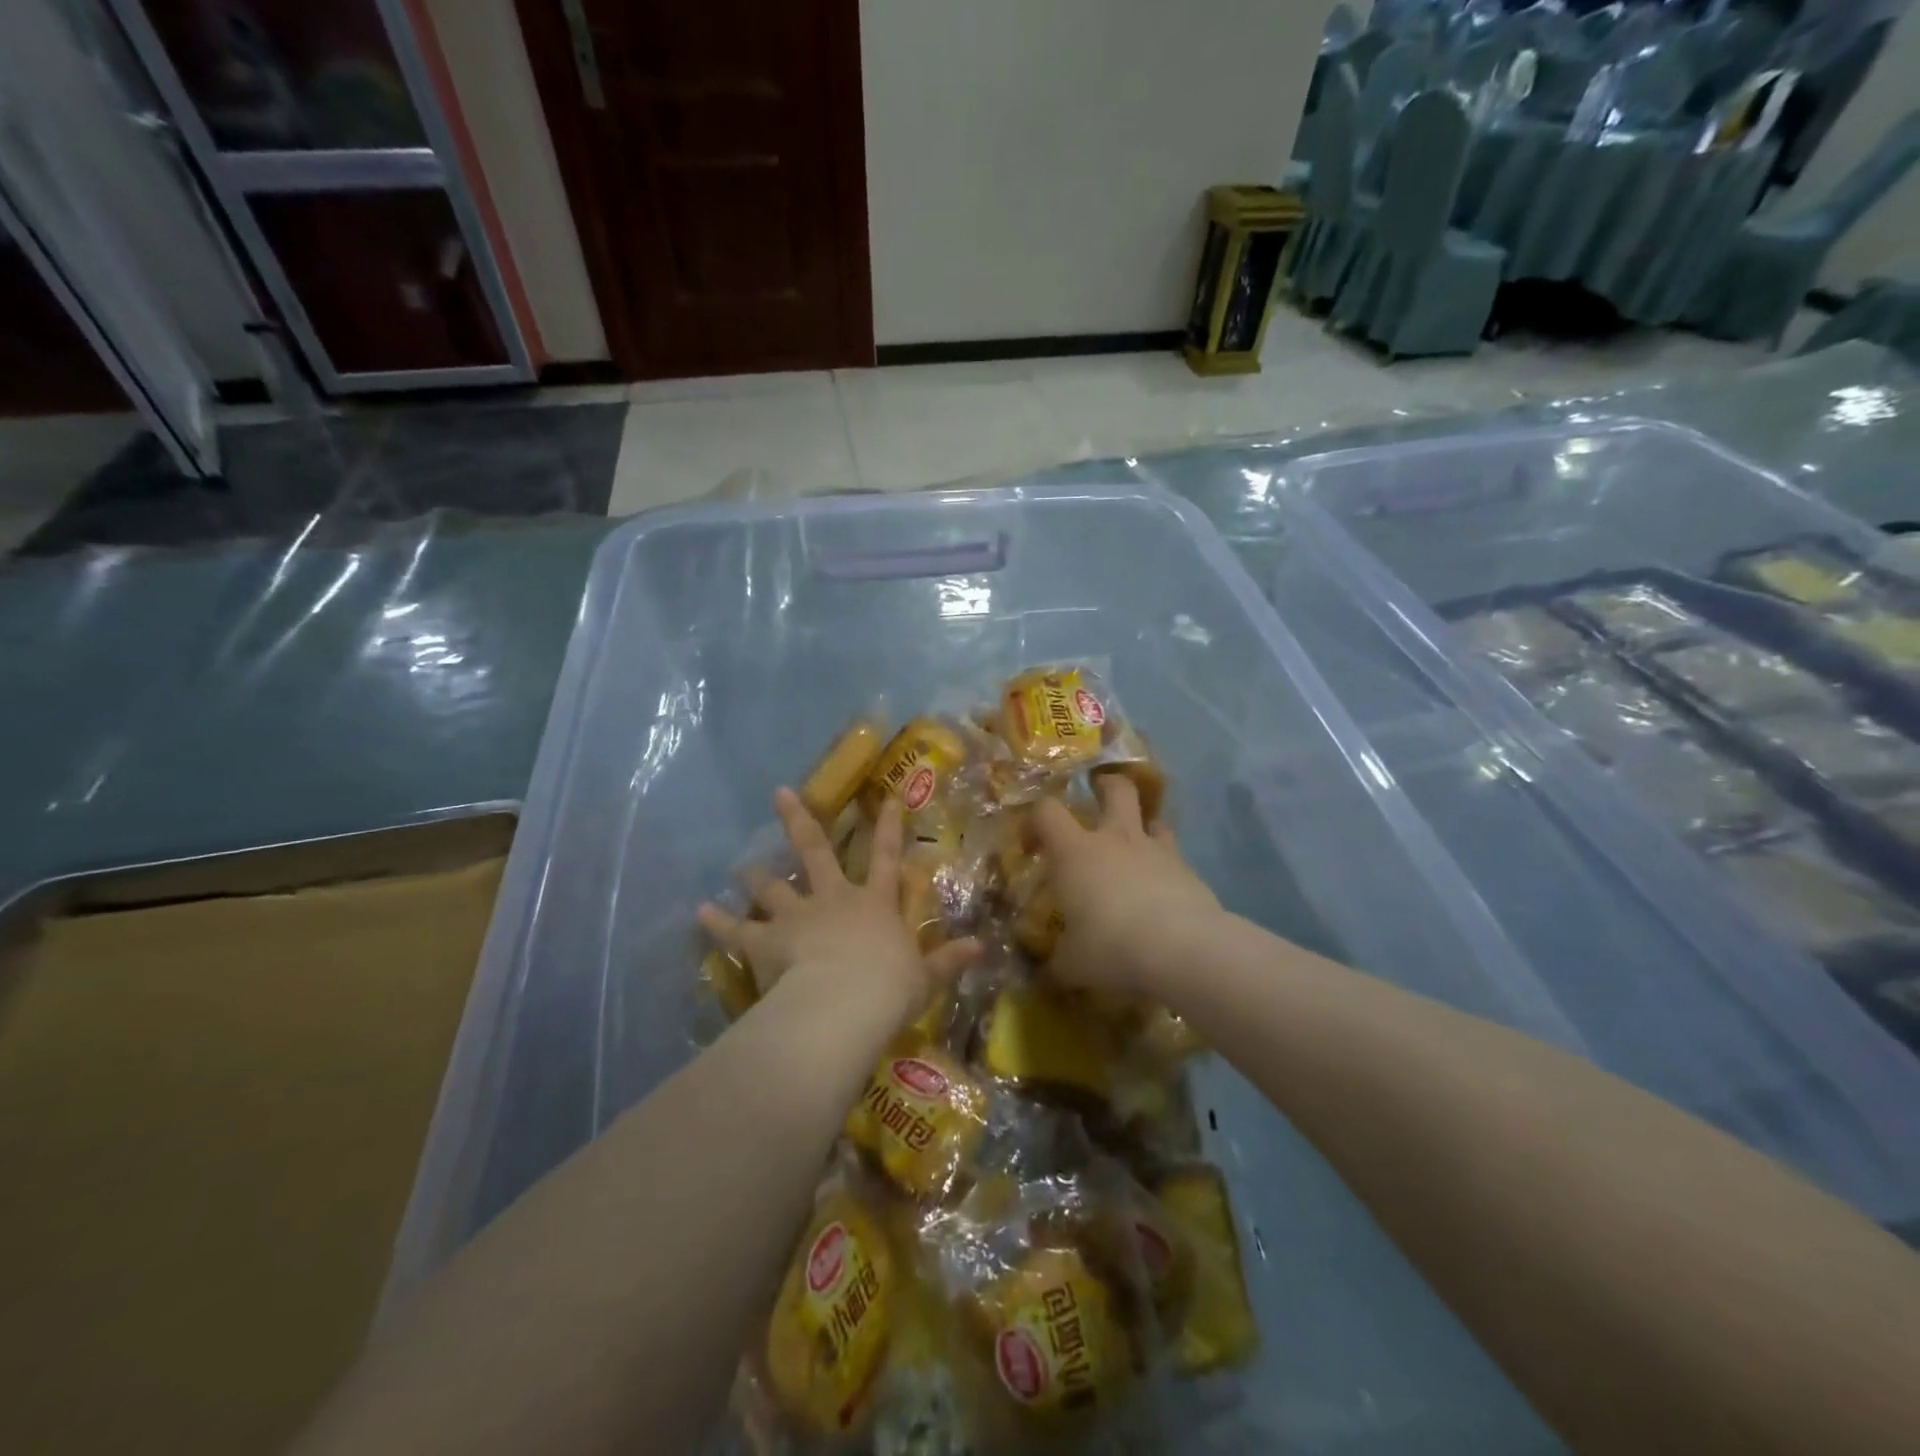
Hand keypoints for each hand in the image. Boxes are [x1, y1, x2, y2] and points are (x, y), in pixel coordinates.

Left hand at [698, 789, 979, 1024]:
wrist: (845, 1004)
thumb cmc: (889, 988)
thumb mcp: (926, 977)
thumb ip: (949, 960)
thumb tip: (982, 946)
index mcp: (873, 904)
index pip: (885, 857)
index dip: (888, 827)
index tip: (887, 797)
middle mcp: (833, 899)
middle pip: (814, 852)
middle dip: (799, 822)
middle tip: (779, 794)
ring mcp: (797, 917)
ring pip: (773, 888)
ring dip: (756, 876)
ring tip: (740, 866)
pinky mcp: (768, 941)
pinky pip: (738, 931)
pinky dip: (719, 922)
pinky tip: (701, 911)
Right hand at [1032, 773, 1222, 996]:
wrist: (1182, 948)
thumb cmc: (1111, 946)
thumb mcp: (1073, 964)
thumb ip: (1059, 963)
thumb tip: (1048, 974)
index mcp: (1076, 852)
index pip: (1046, 811)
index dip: (1035, 820)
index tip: (1033, 845)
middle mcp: (1115, 839)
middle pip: (1115, 789)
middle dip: (1106, 786)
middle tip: (1099, 796)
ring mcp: (1156, 850)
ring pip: (1153, 817)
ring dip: (1144, 825)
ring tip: (1137, 845)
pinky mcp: (1188, 869)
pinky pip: (1174, 854)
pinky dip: (1166, 865)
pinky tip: (1163, 890)